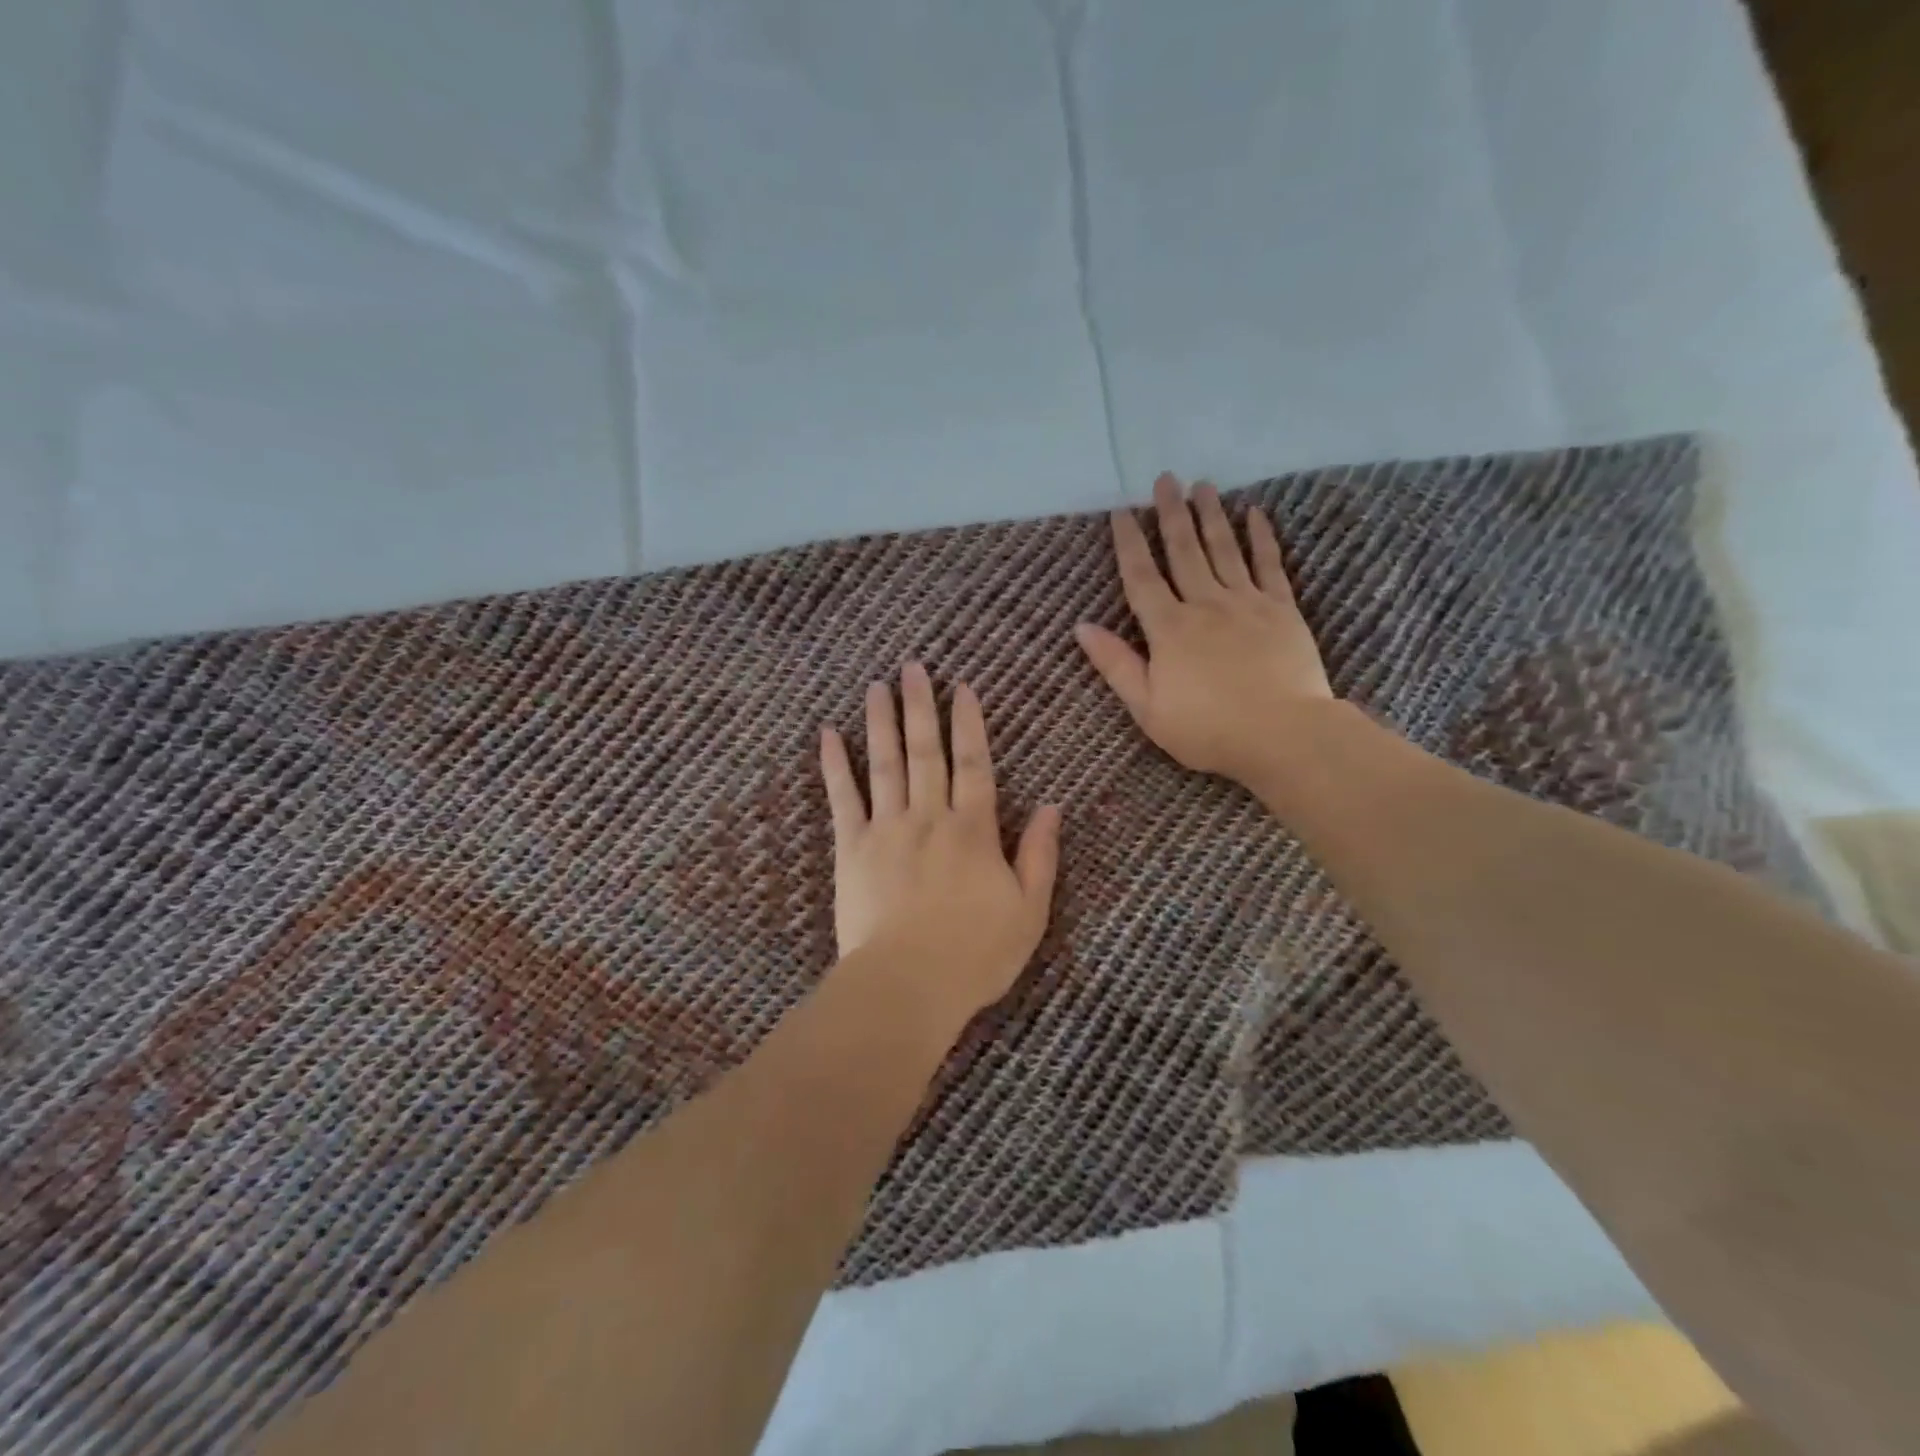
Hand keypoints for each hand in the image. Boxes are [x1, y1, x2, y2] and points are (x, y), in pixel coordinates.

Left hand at [819, 664, 1059, 1039]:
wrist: (908, 985)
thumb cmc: (975, 954)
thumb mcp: (1029, 911)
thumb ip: (1040, 855)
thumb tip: (1052, 806)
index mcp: (974, 831)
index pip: (974, 764)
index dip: (969, 724)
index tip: (962, 688)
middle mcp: (930, 817)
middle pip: (926, 751)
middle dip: (921, 706)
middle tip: (913, 667)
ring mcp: (887, 829)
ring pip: (885, 764)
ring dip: (881, 722)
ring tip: (877, 686)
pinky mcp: (852, 849)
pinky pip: (842, 798)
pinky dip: (834, 765)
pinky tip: (828, 735)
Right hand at [1075, 473, 1333, 789]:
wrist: (1283, 735)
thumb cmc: (1208, 729)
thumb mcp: (1147, 708)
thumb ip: (1116, 665)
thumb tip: (1082, 627)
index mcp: (1169, 629)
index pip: (1141, 577)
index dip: (1129, 542)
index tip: (1121, 510)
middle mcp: (1205, 604)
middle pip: (1183, 551)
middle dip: (1170, 513)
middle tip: (1165, 478)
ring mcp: (1246, 603)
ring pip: (1223, 549)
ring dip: (1210, 515)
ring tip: (1202, 484)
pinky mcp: (1282, 610)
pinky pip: (1269, 565)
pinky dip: (1261, 538)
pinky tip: (1255, 514)